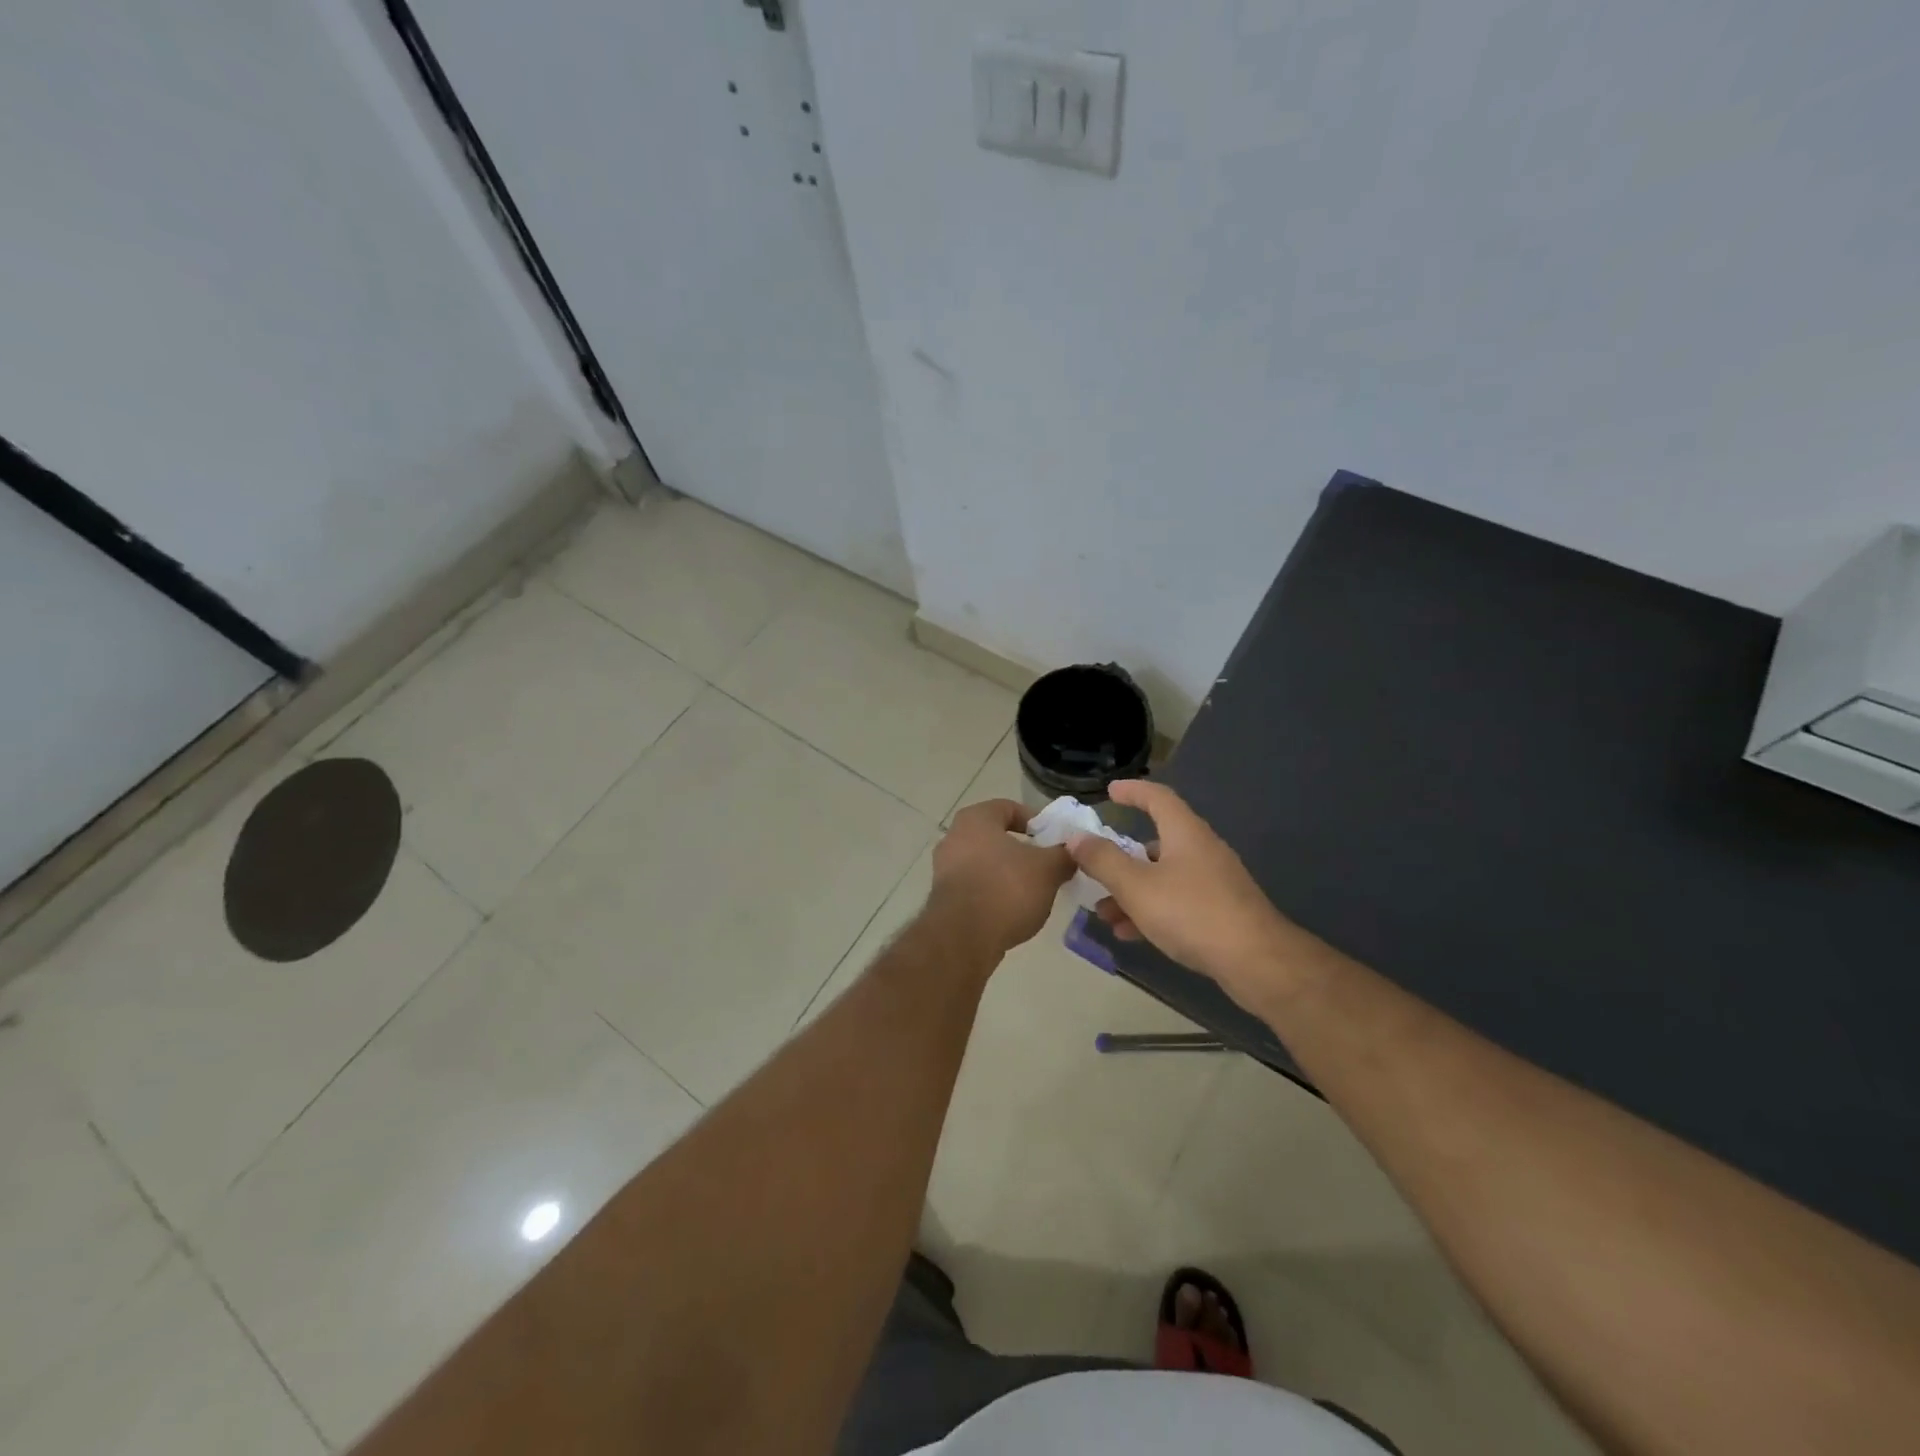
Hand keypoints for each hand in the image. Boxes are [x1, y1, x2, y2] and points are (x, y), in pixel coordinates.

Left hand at [928, 799, 1073, 956]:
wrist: (963, 938)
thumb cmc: (1006, 889)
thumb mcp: (1048, 869)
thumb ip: (1063, 855)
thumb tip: (1071, 852)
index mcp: (975, 819)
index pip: (1008, 808)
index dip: (1035, 820)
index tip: (1053, 839)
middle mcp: (954, 837)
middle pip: (995, 836)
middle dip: (1022, 850)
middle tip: (1047, 865)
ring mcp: (944, 869)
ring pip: (985, 863)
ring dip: (1008, 874)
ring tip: (1033, 891)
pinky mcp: (942, 898)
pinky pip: (975, 886)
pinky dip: (994, 893)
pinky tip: (1012, 910)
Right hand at [1067, 780, 1300, 1008]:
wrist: (1257, 962)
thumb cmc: (1192, 913)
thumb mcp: (1137, 886)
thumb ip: (1103, 860)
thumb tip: (1076, 837)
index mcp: (1185, 833)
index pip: (1157, 797)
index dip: (1132, 791)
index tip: (1110, 791)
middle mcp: (1202, 850)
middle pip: (1157, 842)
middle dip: (1122, 856)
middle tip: (1095, 866)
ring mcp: (1214, 882)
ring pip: (1164, 877)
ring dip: (1131, 891)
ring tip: (1104, 912)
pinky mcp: (1221, 912)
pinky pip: (1177, 902)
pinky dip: (1151, 911)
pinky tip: (1130, 934)